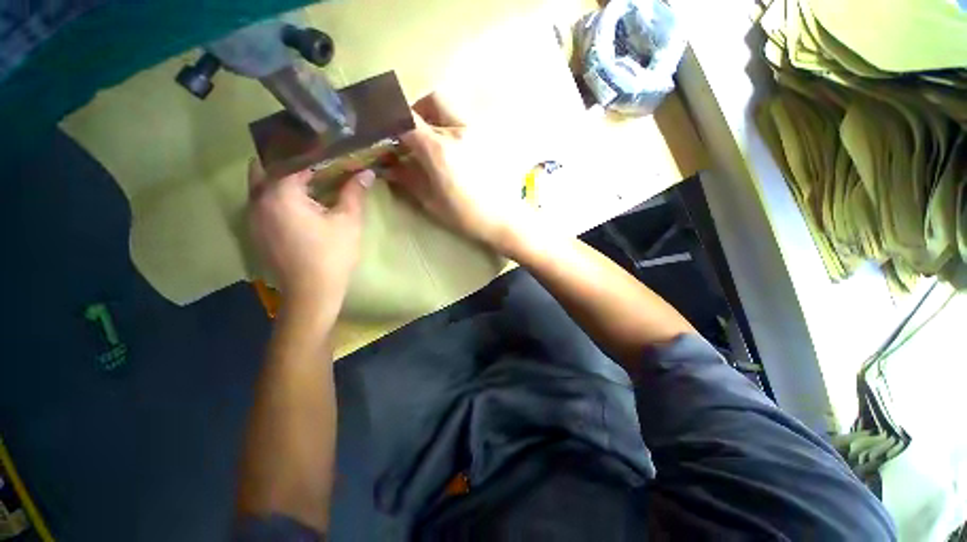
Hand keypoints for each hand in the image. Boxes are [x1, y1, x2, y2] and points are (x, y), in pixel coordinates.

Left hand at [248, 161, 371, 314]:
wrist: (311, 292)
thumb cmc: (332, 255)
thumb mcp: (348, 221)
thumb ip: (354, 193)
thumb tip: (366, 172)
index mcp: (280, 192)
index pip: (295, 160)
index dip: (316, 155)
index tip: (332, 152)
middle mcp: (258, 199)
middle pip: (269, 166)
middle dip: (292, 161)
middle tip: (317, 164)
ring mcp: (252, 216)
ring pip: (261, 184)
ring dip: (282, 178)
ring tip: (309, 180)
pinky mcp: (255, 231)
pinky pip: (262, 202)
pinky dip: (277, 196)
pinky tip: (299, 205)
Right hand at [387, 93, 533, 254]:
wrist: (502, 219)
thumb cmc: (465, 216)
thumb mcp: (431, 201)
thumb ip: (407, 179)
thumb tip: (388, 166)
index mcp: (439, 150)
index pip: (407, 119)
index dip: (392, 122)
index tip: (389, 134)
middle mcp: (458, 132)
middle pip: (432, 99)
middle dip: (418, 111)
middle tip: (414, 133)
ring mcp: (478, 132)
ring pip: (453, 107)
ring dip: (437, 117)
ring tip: (435, 142)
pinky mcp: (490, 138)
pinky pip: (467, 122)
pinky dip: (454, 127)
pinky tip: (456, 150)